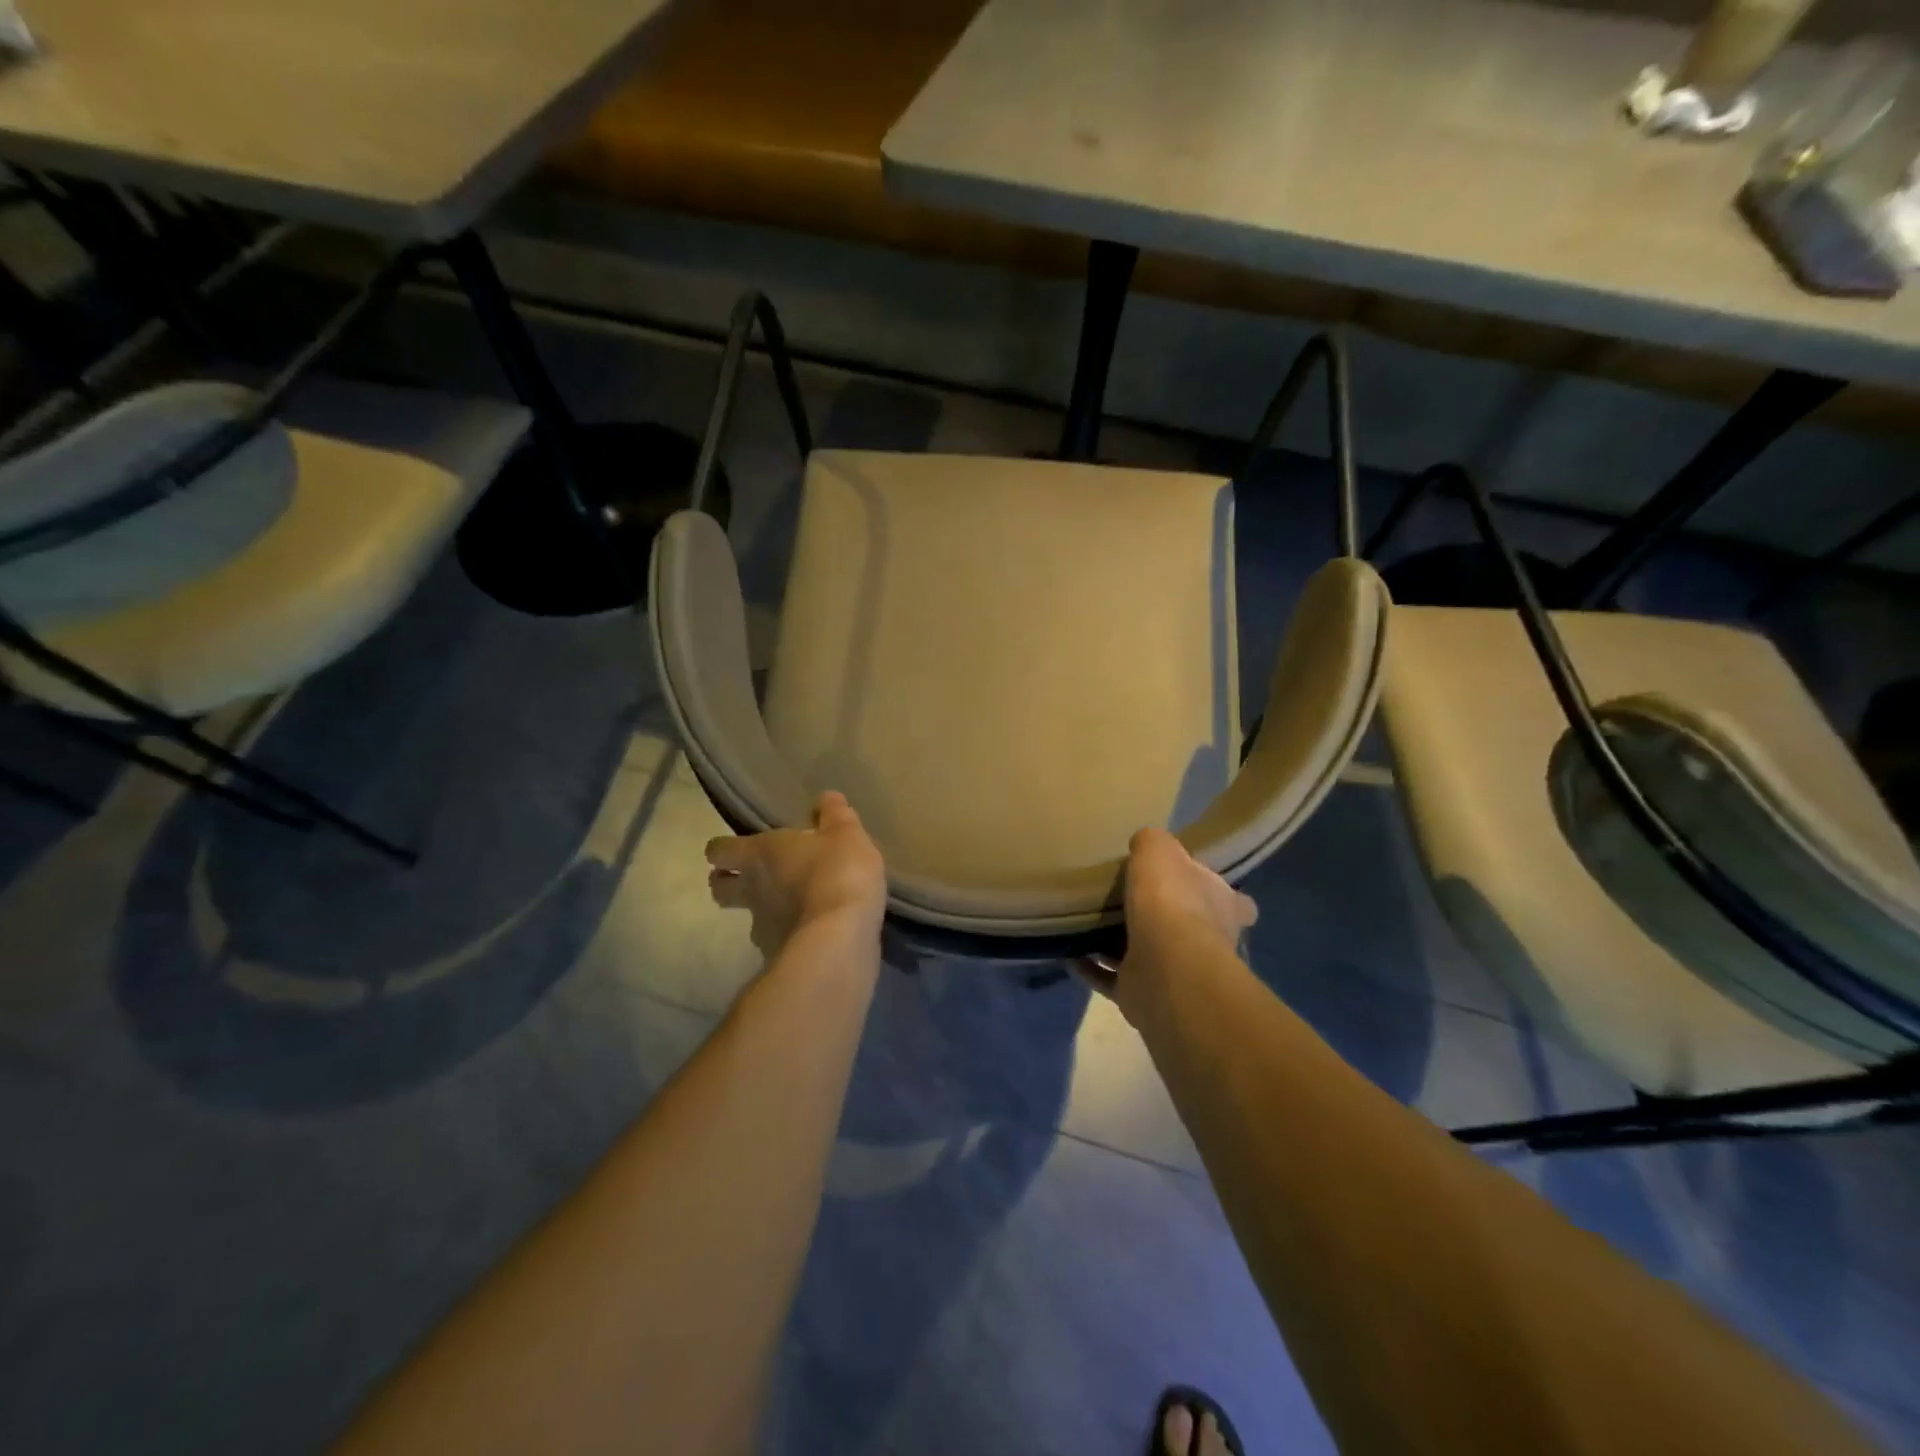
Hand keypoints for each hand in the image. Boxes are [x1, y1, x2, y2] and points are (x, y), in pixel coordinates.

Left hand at [706, 792, 887, 957]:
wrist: (840, 940)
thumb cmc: (836, 873)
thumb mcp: (846, 834)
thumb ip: (834, 815)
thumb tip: (826, 798)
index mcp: (759, 855)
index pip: (719, 850)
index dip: (723, 849)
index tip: (736, 848)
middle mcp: (752, 890)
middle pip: (720, 888)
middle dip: (728, 882)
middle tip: (750, 877)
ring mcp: (763, 928)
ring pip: (750, 917)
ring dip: (765, 911)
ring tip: (794, 906)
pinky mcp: (780, 957)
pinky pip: (779, 941)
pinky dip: (791, 935)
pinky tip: (815, 931)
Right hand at [1086, 828, 1256, 1025]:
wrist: (1164, 967)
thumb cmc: (1171, 901)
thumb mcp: (1160, 850)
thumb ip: (1152, 843)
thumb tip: (1144, 844)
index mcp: (1222, 906)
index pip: (1235, 901)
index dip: (1218, 893)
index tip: (1194, 885)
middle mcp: (1206, 941)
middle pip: (1187, 926)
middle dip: (1162, 918)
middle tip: (1126, 900)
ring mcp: (1174, 972)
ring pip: (1146, 953)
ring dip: (1119, 944)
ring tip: (1088, 924)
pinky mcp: (1142, 994)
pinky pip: (1111, 977)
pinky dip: (1091, 967)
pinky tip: (1069, 952)